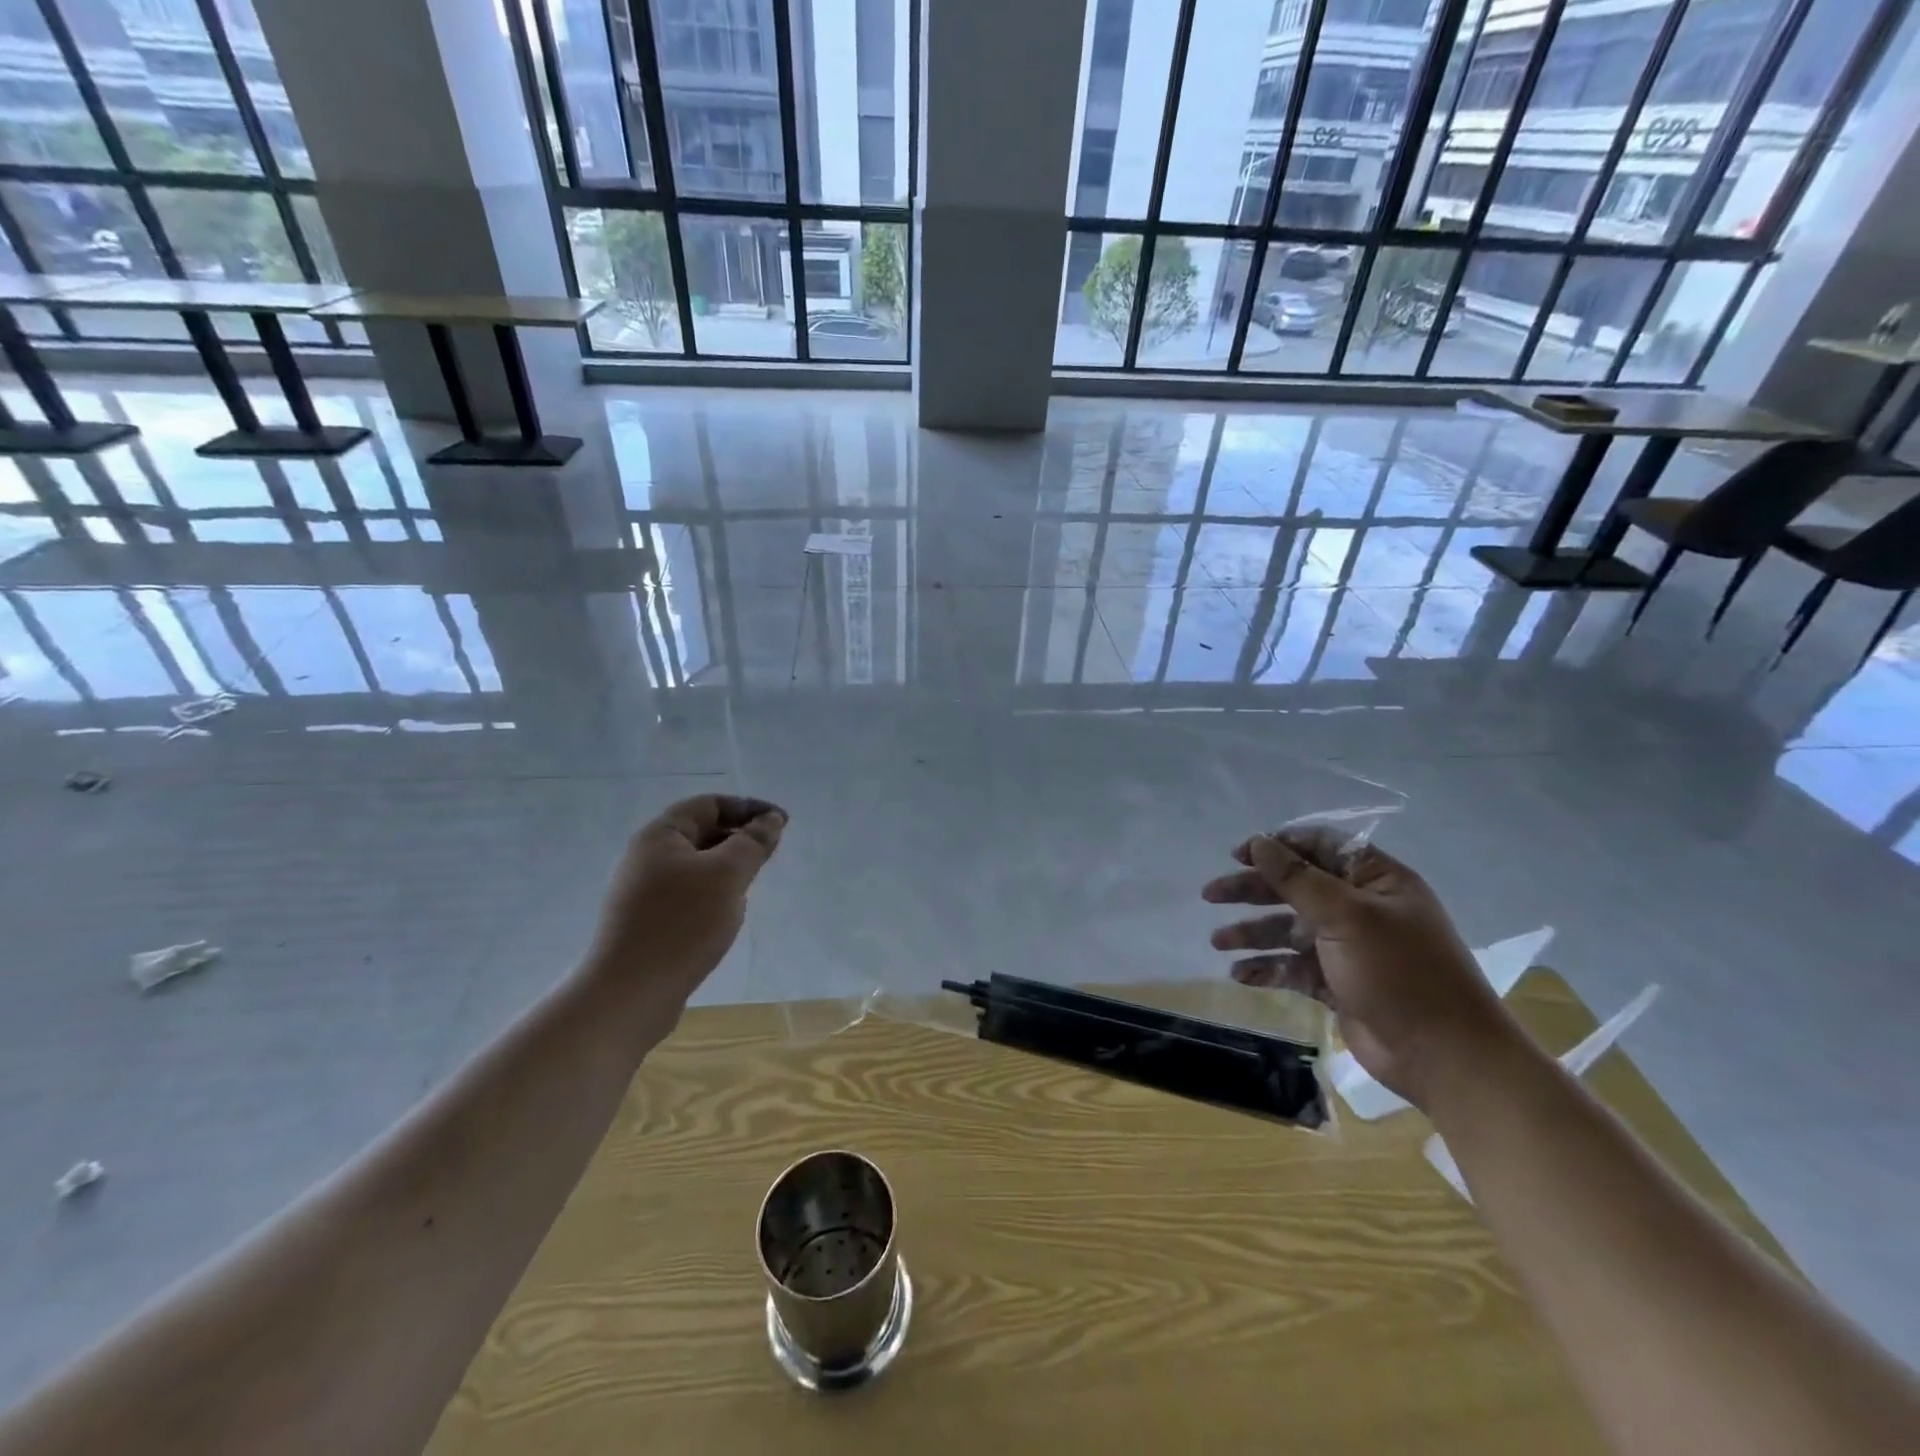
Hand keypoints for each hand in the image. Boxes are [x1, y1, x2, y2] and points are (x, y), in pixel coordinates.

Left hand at [588, 794, 787, 1008]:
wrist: (630, 993)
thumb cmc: (682, 923)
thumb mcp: (727, 875)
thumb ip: (753, 842)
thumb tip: (771, 819)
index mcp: (660, 836)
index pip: (710, 804)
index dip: (748, 808)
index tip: (782, 823)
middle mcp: (647, 857)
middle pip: (702, 832)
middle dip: (740, 838)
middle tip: (771, 855)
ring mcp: (643, 891)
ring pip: (697, 866)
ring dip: (728, 868)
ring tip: (752, 886)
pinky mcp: (647, 921)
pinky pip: (688, 894)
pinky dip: (714, 894)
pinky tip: (726, 916)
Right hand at [1202, 828, 1519, 1109]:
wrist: (1444, 1056)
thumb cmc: (1399, 972)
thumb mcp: (1346, 916)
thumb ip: (1297, 878)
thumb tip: (1259, 843)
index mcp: (1376, 882)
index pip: (1321, 847)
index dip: (1279, 846)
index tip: (1238, 854)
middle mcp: (1361, 909)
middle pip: (1296, 888)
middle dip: (1253, 890)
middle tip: (1211, 894)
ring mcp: (1348, 948)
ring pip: (1289, 929)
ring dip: (1253, 932)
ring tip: (1218, 941)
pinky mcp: (1338, 984)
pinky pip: (1293, 967)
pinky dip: (1267, 968)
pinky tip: (1240, 974)